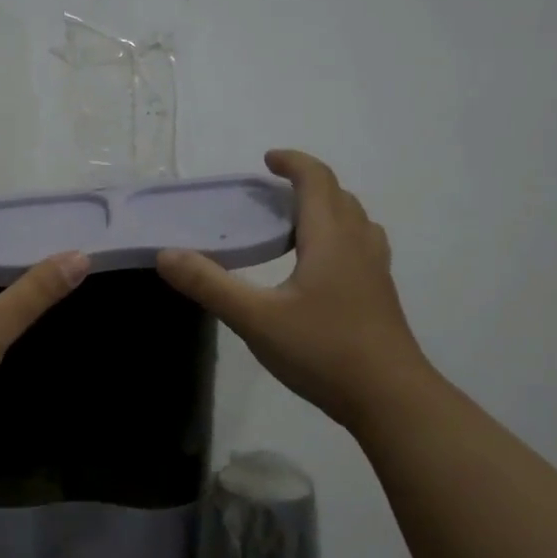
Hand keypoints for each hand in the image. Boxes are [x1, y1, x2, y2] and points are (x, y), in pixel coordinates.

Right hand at [156, 150, 428, 435]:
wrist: (390, 398)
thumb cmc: (323, 350)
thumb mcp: (255, 319)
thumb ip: (210, 285)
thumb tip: (166, 255)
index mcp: (331, 239)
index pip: (317, 180)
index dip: (293, 163)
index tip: (267, 159)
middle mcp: (359, 245)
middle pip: (338, 196)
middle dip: (306, 184)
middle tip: (271, 195)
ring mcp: (375, 271)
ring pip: (354, 221)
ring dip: (326, 209)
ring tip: (295, 225)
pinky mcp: (380, 295)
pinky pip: (360, 246)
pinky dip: (338, 237)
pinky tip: (318, 268)